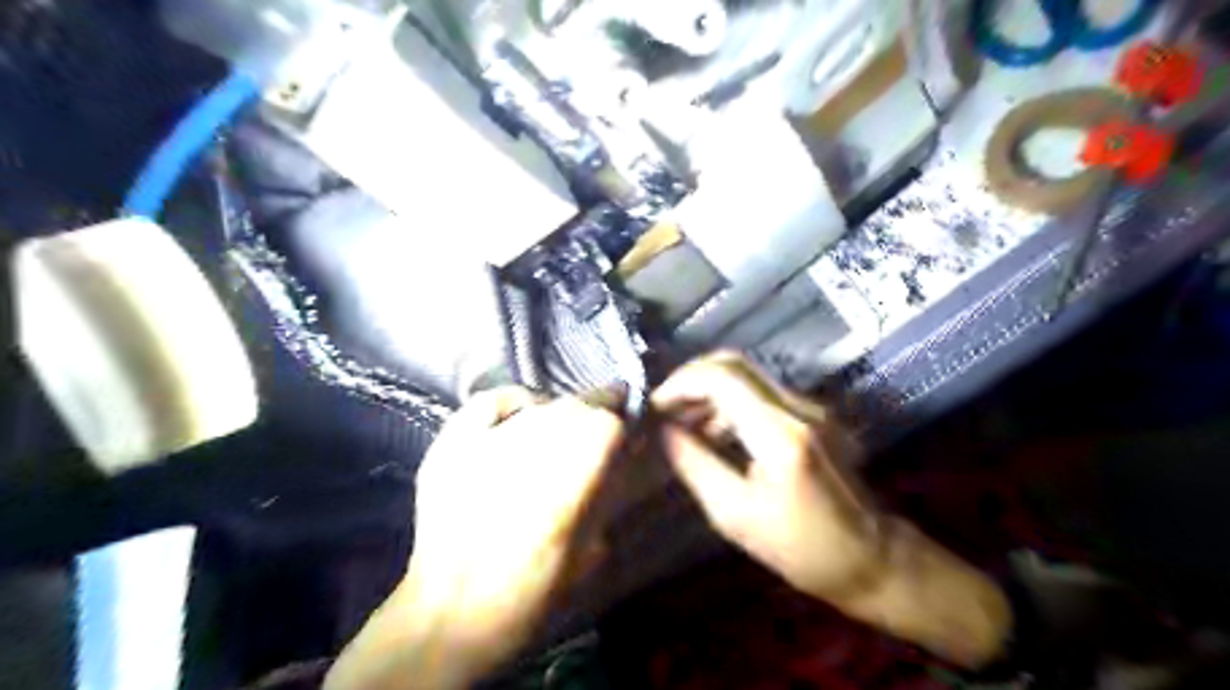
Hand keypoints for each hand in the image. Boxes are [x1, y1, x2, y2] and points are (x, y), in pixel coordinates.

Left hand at [328, 387, 625, 688]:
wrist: (453, 613)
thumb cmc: (532, 591)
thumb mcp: (590, 547)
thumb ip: (610, 493)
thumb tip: (624, 453)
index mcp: (576, 470)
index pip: (611, 421)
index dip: (623, 426)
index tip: (627, 436)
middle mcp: (536, 439)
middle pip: (577, 406)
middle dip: (594, 416)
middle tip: (592, 440)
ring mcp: (489, 436)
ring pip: (540, 403)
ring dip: (558, 414)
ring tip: (556, 436)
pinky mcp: (453, 440)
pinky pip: (492, 401)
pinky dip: (514, 403)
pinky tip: (520, 418)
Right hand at [652, 352, 885, 601]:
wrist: (869, 558)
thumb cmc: (798, 547)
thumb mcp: (733, 515)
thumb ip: (694, 464)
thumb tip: (664, 431)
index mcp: (779, 434)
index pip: (721, 378)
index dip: (680, 384)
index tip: (655, 406)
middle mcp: (799, 408)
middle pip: (735, 364)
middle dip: (692, 379)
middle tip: (666, 408)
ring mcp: (812, 407)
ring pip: (748, 375)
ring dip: (710, 390)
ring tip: (684, 424)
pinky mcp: (815, 414)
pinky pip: (762, 392)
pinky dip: (731, 401)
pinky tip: (716, 432)